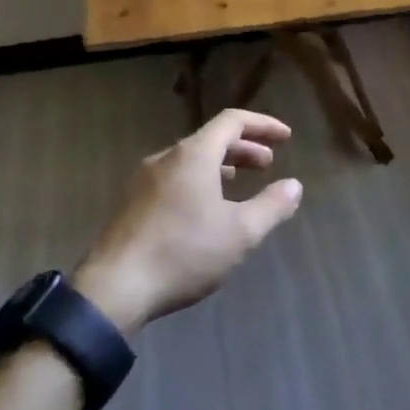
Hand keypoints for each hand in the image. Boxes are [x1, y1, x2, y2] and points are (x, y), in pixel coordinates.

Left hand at [74, 108, 303, 334]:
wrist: (115, 288)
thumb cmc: (183, 253)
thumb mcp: (240, 233)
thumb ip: (272, 206)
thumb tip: (294, 186)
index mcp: (193, 155)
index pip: (232, 121)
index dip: (263, 125)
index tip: (286, 137)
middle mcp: (166, 158)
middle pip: (210, 139)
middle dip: (244, 148)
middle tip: (268, 165)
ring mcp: (144, 180)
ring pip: (190, 160)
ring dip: (220, 165)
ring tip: (238, 183)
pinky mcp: (132, 203)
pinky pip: (174, 178)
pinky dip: (199, 181)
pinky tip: (204, 210)